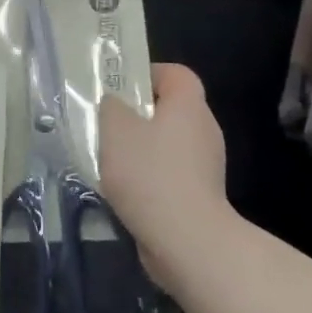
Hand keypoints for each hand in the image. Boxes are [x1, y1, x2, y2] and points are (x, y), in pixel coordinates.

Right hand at [99, 63, 227, 277]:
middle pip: (170, 109)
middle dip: (137, 115)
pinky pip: (170, 173)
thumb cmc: (149, 173)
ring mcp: (206, 165)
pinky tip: (123, 190)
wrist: (186, 239)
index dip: (147, 74)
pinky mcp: (200, 194)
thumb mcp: (115, 129)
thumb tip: (116, 104)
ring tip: (108, 160)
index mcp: (188, 105)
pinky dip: (149, 176)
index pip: (175, 73)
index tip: (119, 89)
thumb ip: (111, 107)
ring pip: (168, 143)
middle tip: (106, 124)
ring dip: (140, 148)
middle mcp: (204, 129)